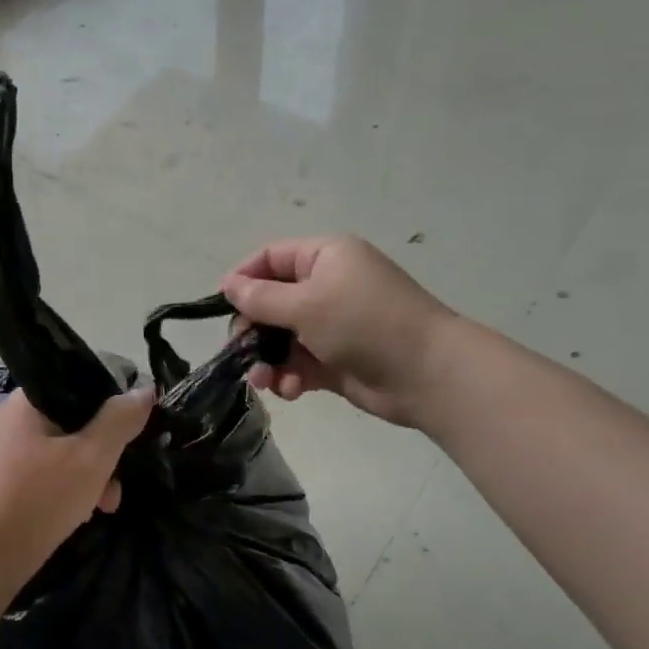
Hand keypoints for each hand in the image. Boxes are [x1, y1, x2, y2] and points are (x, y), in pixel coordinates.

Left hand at [0, 387, 154, 581]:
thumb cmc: (38, 500)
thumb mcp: (91, 457)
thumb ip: (120, 420)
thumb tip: (144, 390)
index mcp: (27, 401)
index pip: (80, 384)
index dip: (113, 404)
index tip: (132, 433)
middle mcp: (13, 419)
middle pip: (76, 421)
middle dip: (105, 452)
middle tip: (117, 483)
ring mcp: (6, 451)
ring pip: (65, 451)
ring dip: (91, 475)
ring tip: (105, 507)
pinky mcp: (5, 481)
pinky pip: (48, 472)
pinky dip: (69, 488)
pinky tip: (80, 514)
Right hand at [221, 235, 455, 430]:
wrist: (427, 374)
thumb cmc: (364, 324)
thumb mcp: (306, 305)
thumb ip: (261, 298)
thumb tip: (227, 284)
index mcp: (325, 257)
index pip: (271, 258)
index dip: (243, 278)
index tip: (221, 306)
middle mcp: (328, 286)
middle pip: (272, 302)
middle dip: (253, 330)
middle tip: (239, 352)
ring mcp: (333, 325)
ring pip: (282, 339)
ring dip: (268, 360)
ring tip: (264, 381)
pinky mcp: (337, 360)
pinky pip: (300, 364)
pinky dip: (291, 376)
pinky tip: (291, 391)